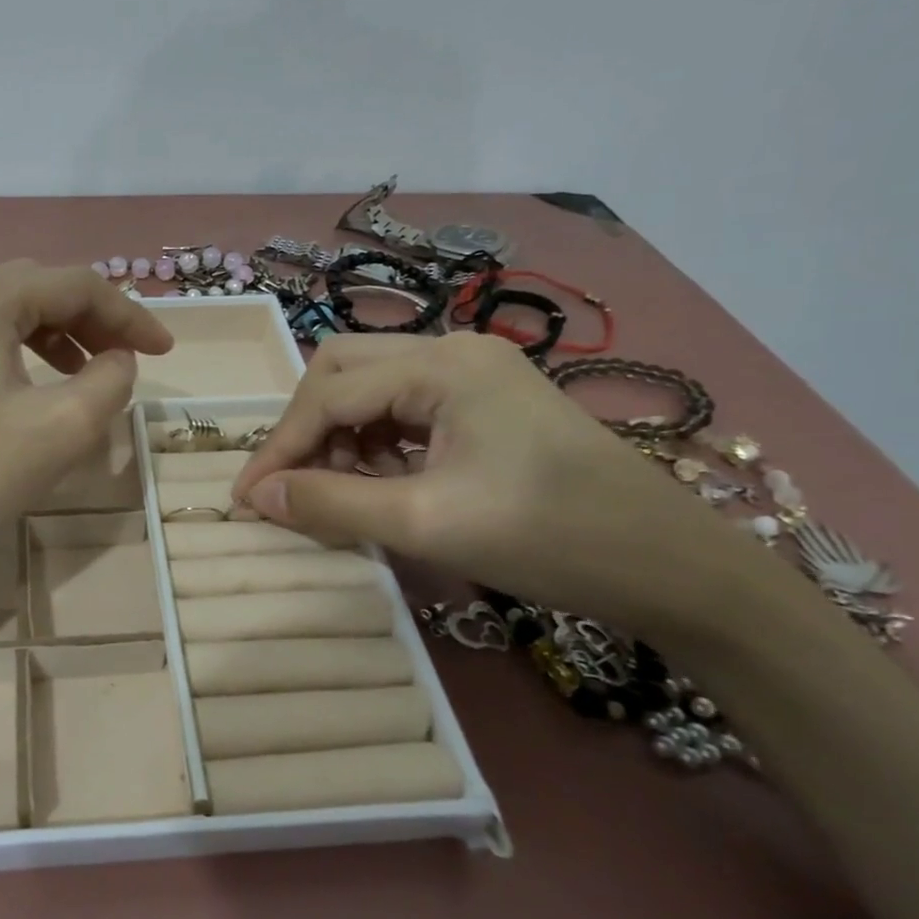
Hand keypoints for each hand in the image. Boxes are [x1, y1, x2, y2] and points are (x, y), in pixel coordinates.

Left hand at [0, 262, 171, 616]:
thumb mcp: (59, 432)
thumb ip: (110, 383)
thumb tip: (117, 361)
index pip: (76, 285)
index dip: (130, 318)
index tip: (167, 354)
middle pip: (34, 292)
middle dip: (90, 324)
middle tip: (126, 365)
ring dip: (50, 338)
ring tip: (82, 378)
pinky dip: (8, 355)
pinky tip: (20, 392)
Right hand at [232, 333, 792, 641]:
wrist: (673, 567)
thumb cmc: (550, 538)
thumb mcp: (427, 524)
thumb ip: (331, 506)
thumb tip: (257, 498)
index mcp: (442, 365)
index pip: (329, 393)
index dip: (279, 447)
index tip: (246, 499)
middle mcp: (454, 351)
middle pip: (342, 370)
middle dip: (306, 428)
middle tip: (291, 485)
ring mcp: (475, 373)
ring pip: (372, 388)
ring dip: (340, 437)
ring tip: (338, 492)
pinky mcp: (488, 402)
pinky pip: (406, 409)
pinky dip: (376, 443)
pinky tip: (381, 482)